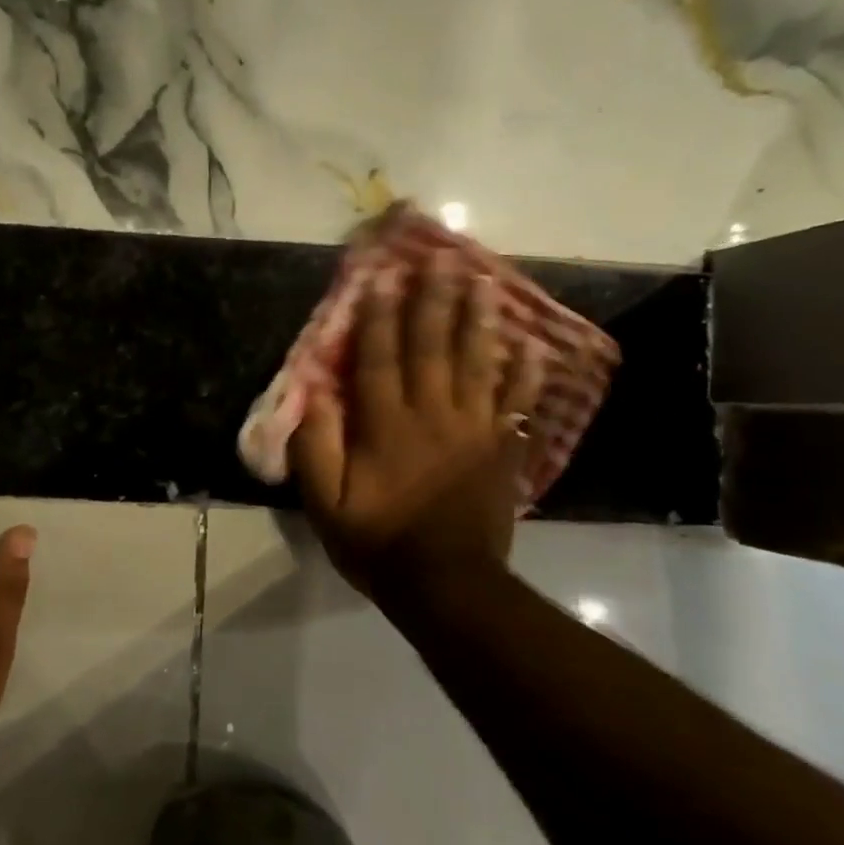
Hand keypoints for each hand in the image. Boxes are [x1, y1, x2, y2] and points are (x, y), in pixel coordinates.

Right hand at [291, 250, 544, 603]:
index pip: (378, 358)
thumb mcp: (326, 506)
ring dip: (478, 320)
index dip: (377, 315)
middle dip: (433, 300)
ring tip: (484, 282)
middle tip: (442, 258)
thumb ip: (315, 449)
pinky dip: (526, 373)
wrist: (447, 586)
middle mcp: (432, 414)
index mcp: (386, 425)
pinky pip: (518, 403)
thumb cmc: (379, 543)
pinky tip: (533, 346)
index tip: (380, 277)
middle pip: (432, 346)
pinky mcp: (503, 449)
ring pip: (477, 363)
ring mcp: (474, 429)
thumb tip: (310, 398)